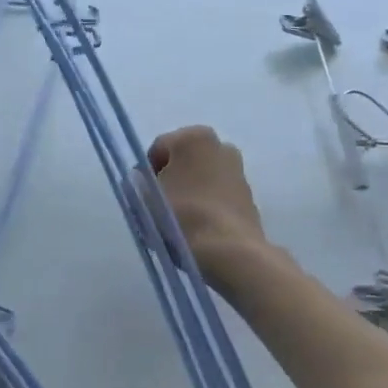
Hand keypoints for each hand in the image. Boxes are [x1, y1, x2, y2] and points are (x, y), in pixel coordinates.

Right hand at [148, 126, 269, 281]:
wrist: (229, 251)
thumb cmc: (182, 215)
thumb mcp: (145, 198)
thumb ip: (138, 183)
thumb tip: (143, 182)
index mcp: (195, 136)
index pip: (157, 150)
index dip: (145, 174)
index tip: (142, 197)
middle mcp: (221, 145)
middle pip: (182, 163)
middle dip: (170, 181)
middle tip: (157, 209)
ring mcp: (238, 170)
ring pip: (200, 179)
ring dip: (188, 193)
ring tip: (177, 222)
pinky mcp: (248, 196)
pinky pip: (216, 196)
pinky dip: (206, 205)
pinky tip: (197, 228)